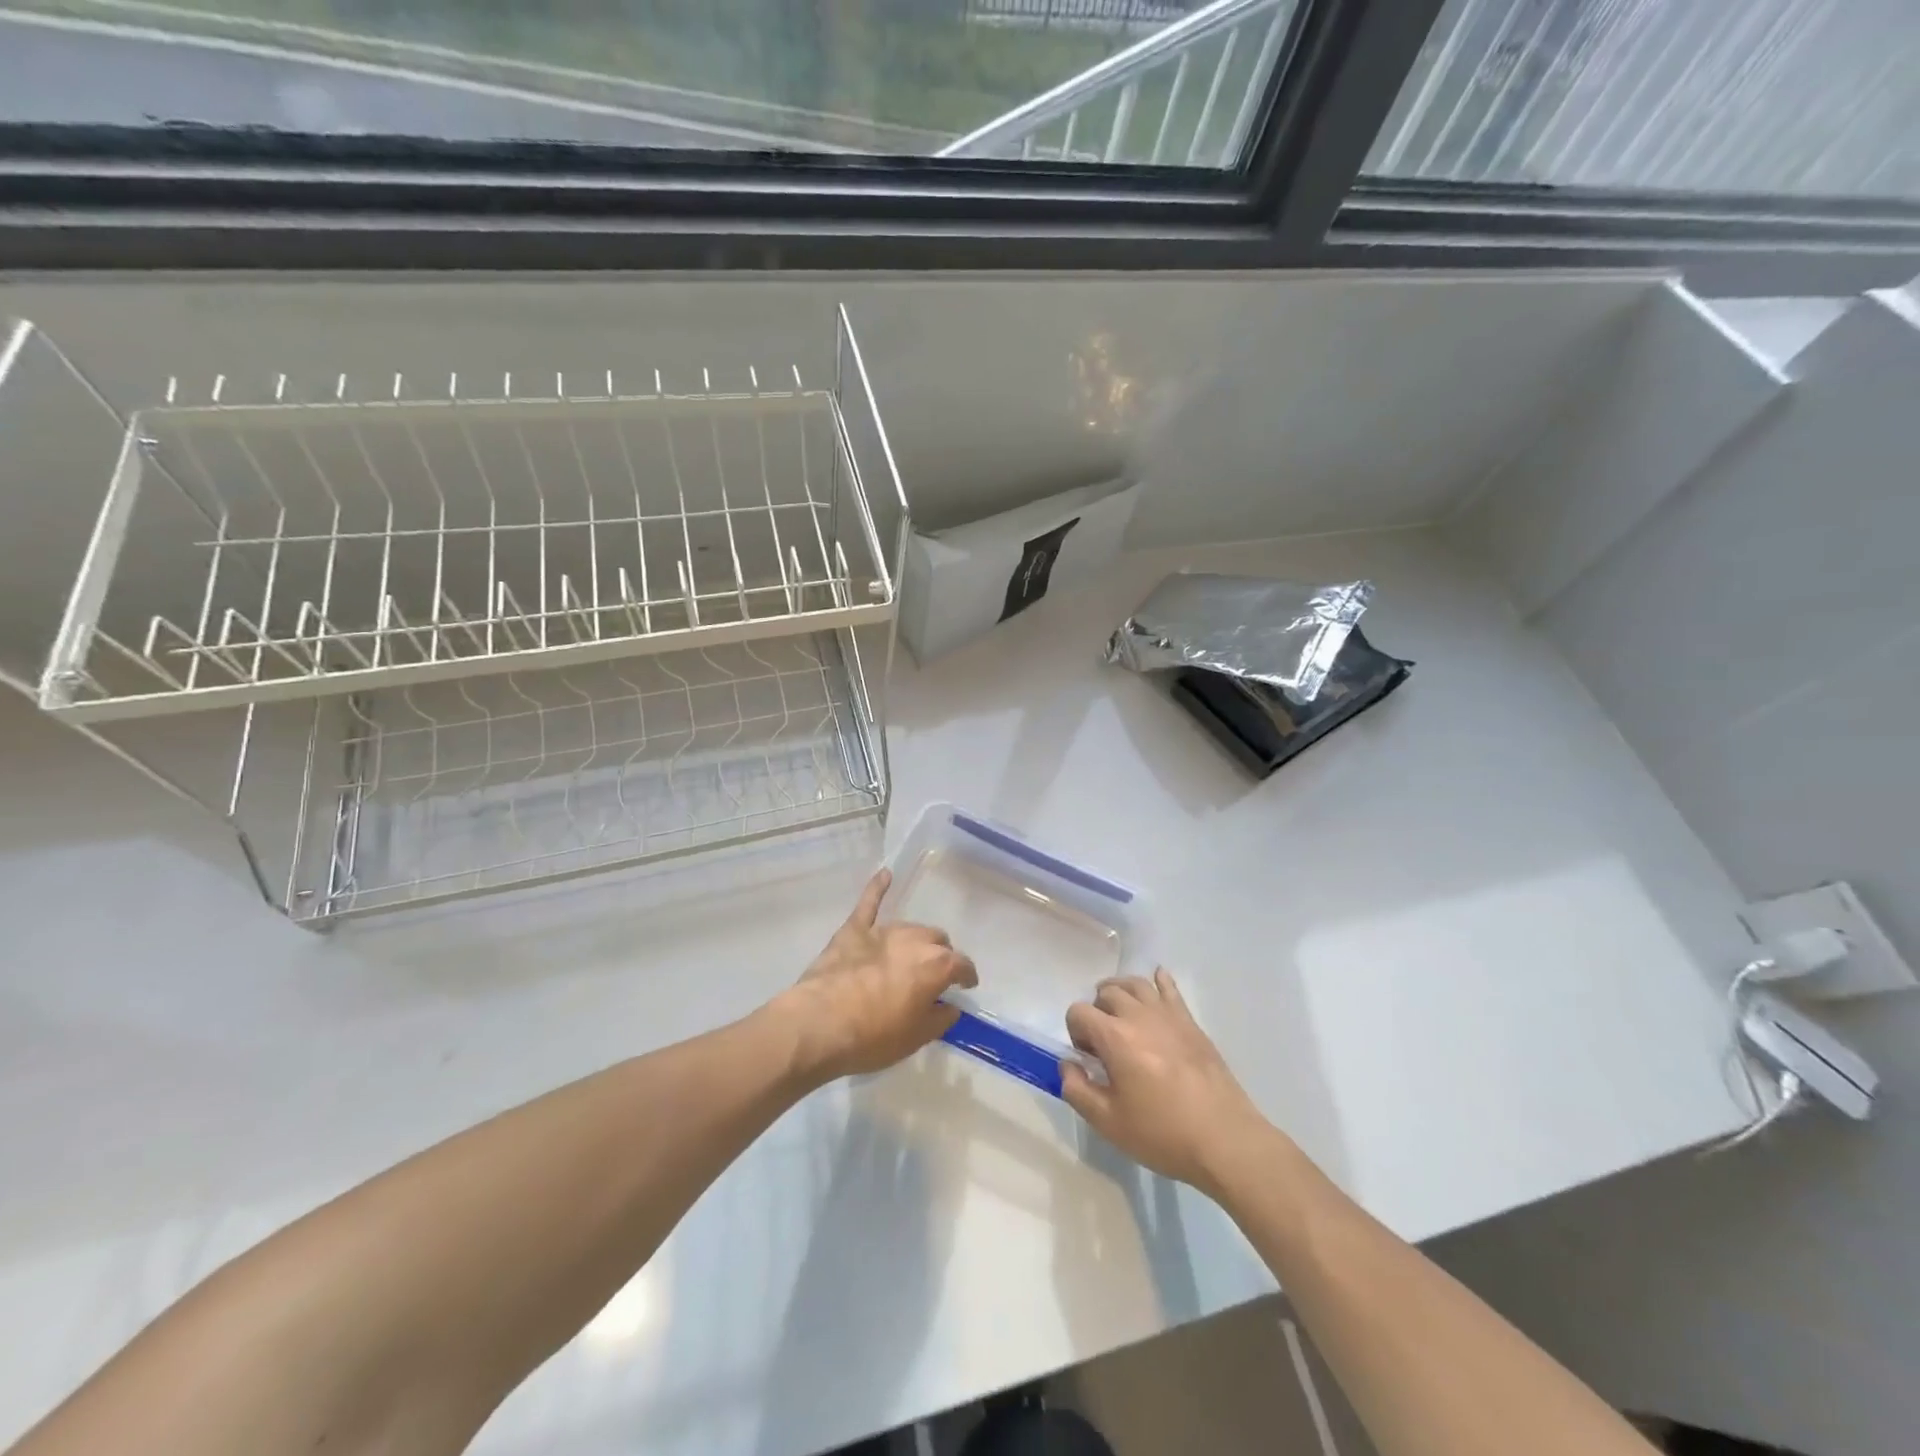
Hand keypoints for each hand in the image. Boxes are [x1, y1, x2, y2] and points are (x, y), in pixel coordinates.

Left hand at [773, 868, 976, 1085]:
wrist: (821, 1023)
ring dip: (916, 940)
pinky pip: (869, 902)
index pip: (962, 965)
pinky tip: (884, 874)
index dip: (966, 976)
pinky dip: (877, 887)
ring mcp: (883, 931)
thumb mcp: (916, 1038)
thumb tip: (950, 1007)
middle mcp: (915, 941)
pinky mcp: (854, 930)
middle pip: (937, 940)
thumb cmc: (874, 1036)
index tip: (966, 985)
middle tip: (932, 976)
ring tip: (912, 955)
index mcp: (936, 966)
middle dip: (940, 955)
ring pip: (911, 927)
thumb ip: (939, 1019)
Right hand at [1062, 969, 1274, 1195]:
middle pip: (1106, 992)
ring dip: (1120, 992)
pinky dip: (1158, 980)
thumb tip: (1068, 1064)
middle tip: (1103, 1042)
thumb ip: (1077, 1090)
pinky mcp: (1190, 1022)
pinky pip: (1170, 988)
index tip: (1087, 1057)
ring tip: (1120, 1013)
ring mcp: (1168, 1015)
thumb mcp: (1108, 1123)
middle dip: (1096, 1011)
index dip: (1075, 1030)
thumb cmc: (1162, 1133)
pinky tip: (1156, 981)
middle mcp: (1139, 1016)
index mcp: (1115, 1037)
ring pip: (1135, 983)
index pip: (1079, 1012)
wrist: (1224, 1139)